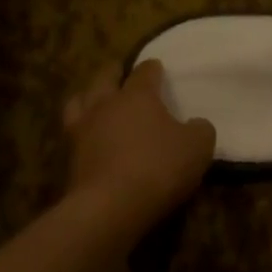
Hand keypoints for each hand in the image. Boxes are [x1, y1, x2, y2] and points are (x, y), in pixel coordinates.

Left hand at [62, 59, 215, 234]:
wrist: (112, 205)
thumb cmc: (159, 166)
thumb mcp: (198, 147)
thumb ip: (201, 130)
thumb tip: (196, 124)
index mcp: (137, 96)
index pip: (145, 72)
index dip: (152, 68)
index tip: (157, 67)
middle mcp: (105, 105)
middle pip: (104, 78)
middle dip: (113, 72)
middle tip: (119, 71)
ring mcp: (82, 130)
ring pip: (78, 101)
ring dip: (88, 96)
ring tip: (95, 99)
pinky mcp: (70, 157)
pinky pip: (73, 132)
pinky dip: (81, 128)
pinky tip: (90, 135)